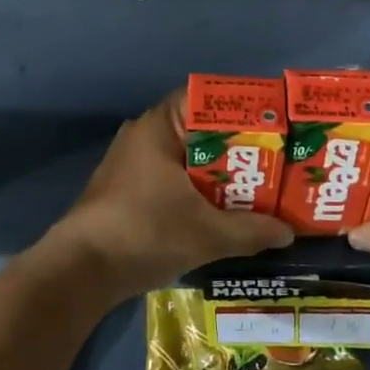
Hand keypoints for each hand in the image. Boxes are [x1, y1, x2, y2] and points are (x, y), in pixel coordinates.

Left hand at [48, 93, 293, 298]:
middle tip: (276, 160)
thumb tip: (289, 233)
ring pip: (188, 158)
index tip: (272, 124)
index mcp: (159, 126)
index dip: (241, 109)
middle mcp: (145, 135)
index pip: (206, 99)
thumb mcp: (206, 233)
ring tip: (258, 186)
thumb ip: (250, 230)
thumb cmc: (145, 232)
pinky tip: (223, 210)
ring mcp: (133, 163)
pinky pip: (174, 178)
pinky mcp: (129, 190)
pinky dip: (198, 189)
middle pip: (201, 131)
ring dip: (219, 173)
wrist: (81, 270)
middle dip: (237, 146)